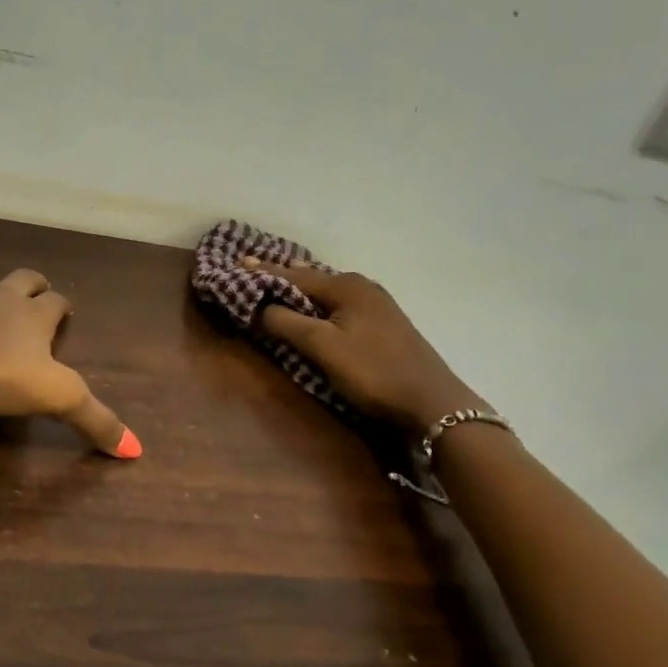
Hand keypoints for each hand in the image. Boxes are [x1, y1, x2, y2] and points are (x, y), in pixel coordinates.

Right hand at [250, 259, 482, 432]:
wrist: (432, 403)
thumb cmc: (373, 372)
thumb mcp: (323, 347)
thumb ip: (286, 323)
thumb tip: (255, 305)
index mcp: (346, 286)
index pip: (293, 275)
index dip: (262, 272)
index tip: (236, 263)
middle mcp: (362, 287)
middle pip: (311, 277)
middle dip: (281, 274)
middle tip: (251, 268)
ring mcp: (376, 305)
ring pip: (327, 290)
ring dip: (300, 287)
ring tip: (277, 279)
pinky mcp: (383, 324)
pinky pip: (339, 302)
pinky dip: (318, 301)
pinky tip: (314, 305)